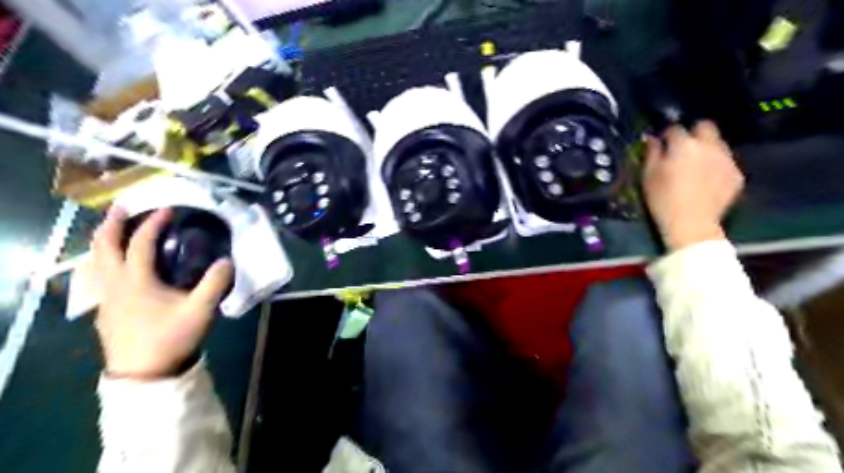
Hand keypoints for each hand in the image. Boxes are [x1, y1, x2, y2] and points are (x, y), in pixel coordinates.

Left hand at [93, 208, 232, 380]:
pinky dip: (104, 262)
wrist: (143, 373)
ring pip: (95, 263)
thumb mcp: (200, 310)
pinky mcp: (106, 311)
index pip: (140, 243)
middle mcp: (115, 284)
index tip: (167, 210)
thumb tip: (227, 260)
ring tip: (114, 231)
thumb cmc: (171, 337)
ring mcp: (106, 298)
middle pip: (104, 247)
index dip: (153, 224)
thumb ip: (215, 283)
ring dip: (103, 242)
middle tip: (123, 208)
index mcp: (136, 280)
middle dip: (112, 224)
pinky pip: (99, 278)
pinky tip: (116, 268)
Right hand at [644, 123, 740, 251]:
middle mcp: (709, 146)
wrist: (691, 224)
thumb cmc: (663, 199)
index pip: (675, 128)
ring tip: (696, 166)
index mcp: (684, 145)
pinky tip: (706, 181)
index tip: (662, 144)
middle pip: (705, 127)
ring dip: (706, 149)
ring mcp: (726, 159)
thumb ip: (651, 153)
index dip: (667, 136)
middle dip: (694, 133)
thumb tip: (652, 139)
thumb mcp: (648, 176)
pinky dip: (716, 166)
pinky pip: (725, 162)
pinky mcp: (736, 174)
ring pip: (718, 144)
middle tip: (682, 149)